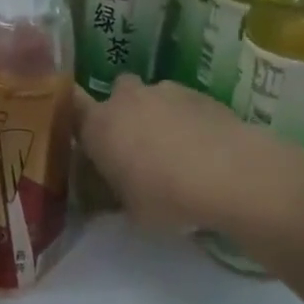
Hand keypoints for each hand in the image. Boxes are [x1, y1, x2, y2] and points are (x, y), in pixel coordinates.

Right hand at [72, 75, 277, 231]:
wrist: (230, 175)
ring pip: (153, 97)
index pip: (72, 108)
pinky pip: (184, 104)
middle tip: (136, 145)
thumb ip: (115, 196)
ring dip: (158, 115)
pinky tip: (203, 148)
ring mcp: (166, 91)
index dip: (79, 121)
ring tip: (176, 150)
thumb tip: (112, 193)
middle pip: (117, 94)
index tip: (88, 139)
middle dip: (124, 113)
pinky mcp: (201, 94)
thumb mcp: (131, 212)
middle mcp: (127, 99)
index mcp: (99, 126)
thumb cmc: (166, 198)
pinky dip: (188, 120)